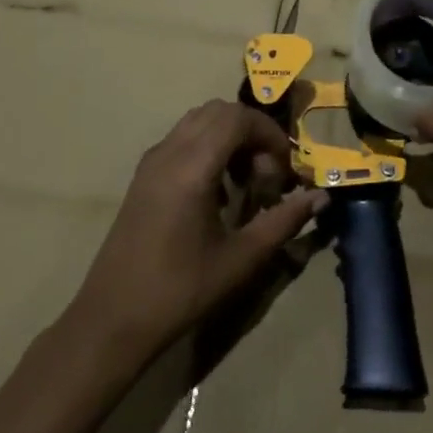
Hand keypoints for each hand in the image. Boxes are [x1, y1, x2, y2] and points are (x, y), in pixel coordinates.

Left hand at [66, 100, 325, 363]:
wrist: (112, 321)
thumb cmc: (180, 291)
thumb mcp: (241, 259)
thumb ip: (283, 221)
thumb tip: (320, 197)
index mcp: (192, 166)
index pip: (238, 118)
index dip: (269, 134)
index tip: (285, 168)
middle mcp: (170, 151)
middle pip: (219, 111)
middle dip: (251, 132)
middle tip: (266, 173)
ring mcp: (152, 161)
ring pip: (199, 120)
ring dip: (229, 137)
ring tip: (245, 181)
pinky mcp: (143, 175)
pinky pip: (182, 138)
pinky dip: (208, 147)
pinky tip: (216, 192)